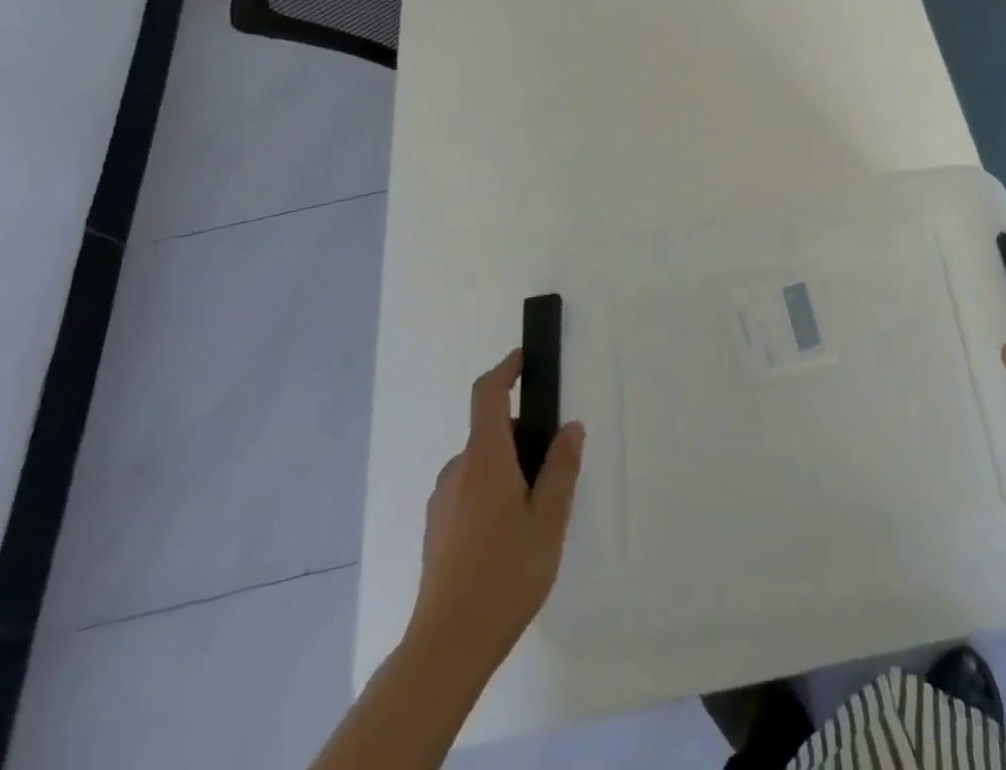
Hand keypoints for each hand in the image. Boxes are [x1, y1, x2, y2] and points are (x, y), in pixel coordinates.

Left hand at [408, 349, 584, 675]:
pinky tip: (509, 539)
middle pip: (491, 433)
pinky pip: (469, 491)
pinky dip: (492, 493)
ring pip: (481, 465)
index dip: (506, 369)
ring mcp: (442, 501)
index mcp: (485, 458)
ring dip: (509, 470)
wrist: (446, 646)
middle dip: (524, 437)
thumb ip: (561, 467)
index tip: (524, 358)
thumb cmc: (505, 573)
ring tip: (536, 515)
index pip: (488, 395)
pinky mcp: (436, 530)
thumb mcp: (549, 519)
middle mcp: (458, 470)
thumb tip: (569, 427)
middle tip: (555, 472)